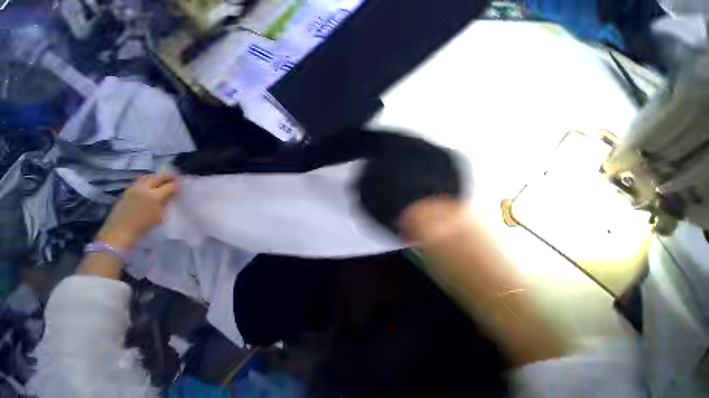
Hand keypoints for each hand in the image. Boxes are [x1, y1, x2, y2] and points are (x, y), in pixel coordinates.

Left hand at [96, 174, 177, 251]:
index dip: (178, 185)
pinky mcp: (127, 192)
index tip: (184, 184)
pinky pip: (140, 183)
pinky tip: (152, 186)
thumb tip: (173, 194)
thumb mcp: (161, 215)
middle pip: (157, 178)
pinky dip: (148, 182)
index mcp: (154, 195)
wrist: (120, 232)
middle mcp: (143, 189)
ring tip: (163, 181)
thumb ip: (167, 202)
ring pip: (147, 178)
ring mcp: (133, 189)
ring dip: (157, 178)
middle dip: (167, 177)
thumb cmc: (144, 226)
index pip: (170, 186)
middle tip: (175, 178)